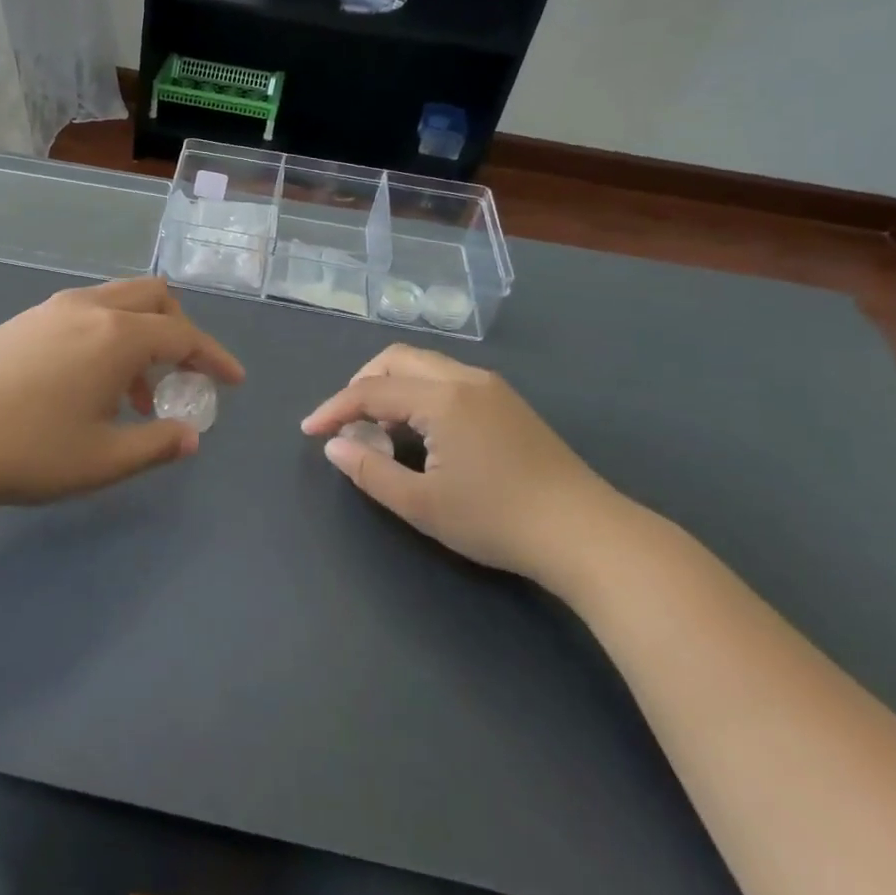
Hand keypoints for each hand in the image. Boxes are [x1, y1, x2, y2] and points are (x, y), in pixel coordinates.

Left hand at [0, 278, 243, 511]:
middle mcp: (89, 308)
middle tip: (182, 375)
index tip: (233, 381)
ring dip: (140, 336)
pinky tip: (88, 385)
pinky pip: (85, 313)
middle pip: (153, 296)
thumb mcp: (102, 460)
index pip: (183, 335)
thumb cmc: (25, 451)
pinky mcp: (23, 321)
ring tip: (134, 395)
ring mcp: (51, 309)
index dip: (213, 357)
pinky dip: (107, 336)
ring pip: (116, 302)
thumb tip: (190, 435)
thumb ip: (156, 445)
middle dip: (179, 329)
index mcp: (116, 336)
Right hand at [301, 345, 621, 580]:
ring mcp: (491, 388)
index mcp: (442, 398)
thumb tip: (334, 446)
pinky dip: (419, 393)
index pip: (371, 391)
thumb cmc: (496, 519)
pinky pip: (447, 380)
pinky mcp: (508, 403)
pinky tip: (422, 432)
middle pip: (397, 359)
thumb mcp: (421, 504)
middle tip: (347, 421)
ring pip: (424, 366)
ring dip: (392, 387)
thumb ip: (369, 471)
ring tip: (381, 430)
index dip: (334, 409)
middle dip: (362, 383)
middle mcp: (465, 379)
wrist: (586, 534)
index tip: (309, 431)